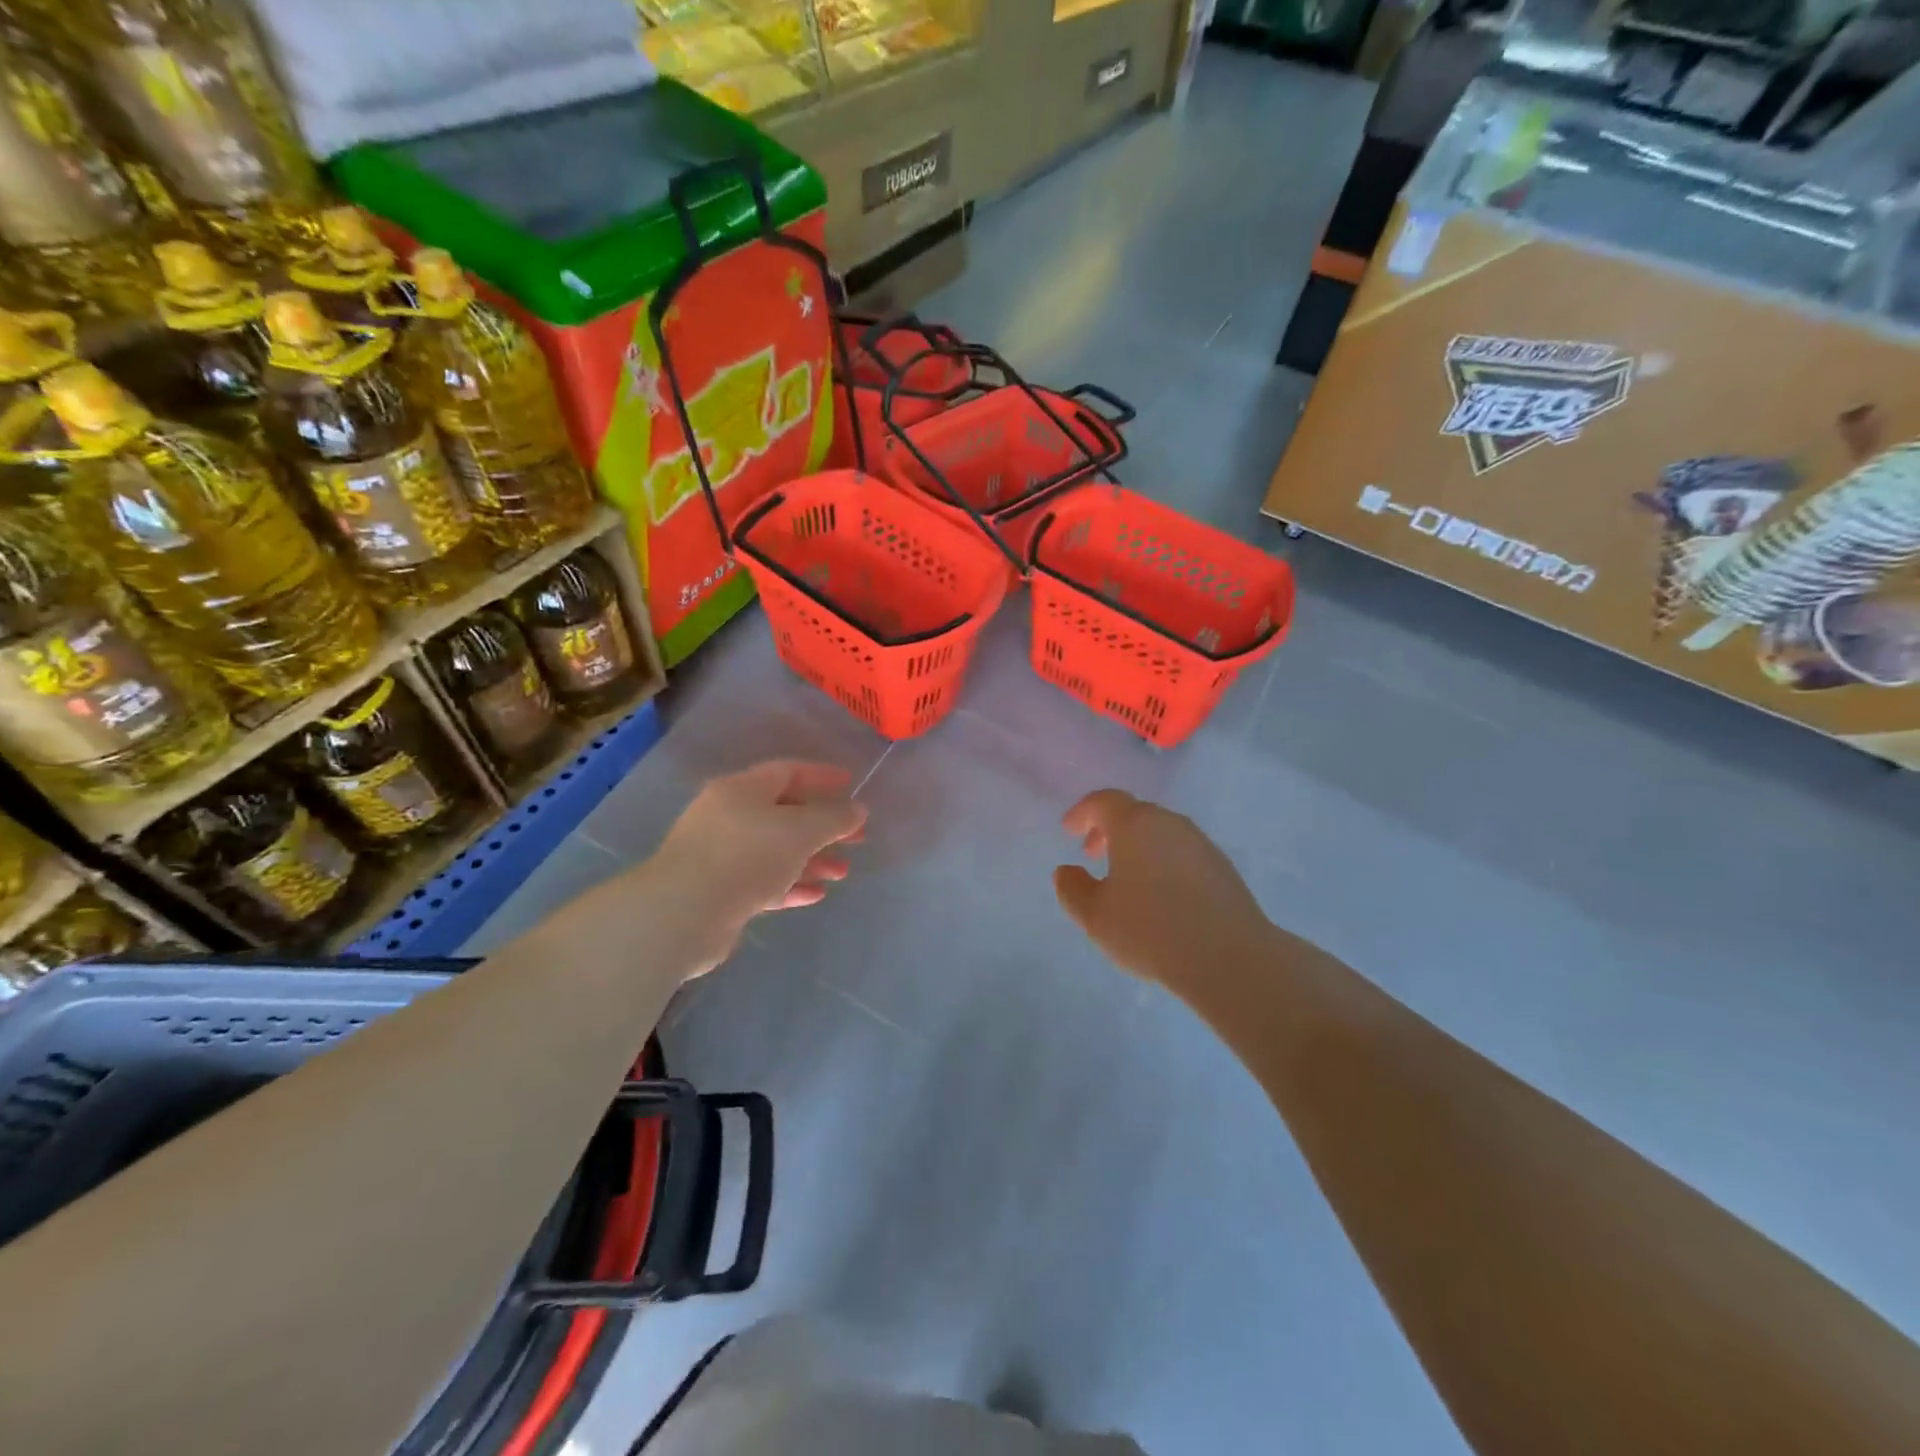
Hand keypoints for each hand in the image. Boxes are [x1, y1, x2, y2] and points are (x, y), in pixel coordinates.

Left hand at [644, 761, 866, 974]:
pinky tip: (816, 895)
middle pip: (784, 814)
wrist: (683, 913)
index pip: (788, 771)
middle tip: (857, 838)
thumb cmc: (746, 856)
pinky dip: (790, 885)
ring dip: (811, 859)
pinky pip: (762, 882)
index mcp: (742, 790)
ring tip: (842, 872)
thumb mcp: (800, 831)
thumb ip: (833, 818)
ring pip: (775, 851)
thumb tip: (857, 809)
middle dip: (823, 826)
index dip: (821, 776)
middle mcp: (728, 816)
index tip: (850, 784)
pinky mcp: (718, 891)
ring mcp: (720, 855)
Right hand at [1054, 790, 1271, 989]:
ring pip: (1160, 832)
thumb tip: (1067, 871)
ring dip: (1138, 846)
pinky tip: (1161, 896)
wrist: (1228, 958)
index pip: (1103, 801)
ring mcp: (1200, 843)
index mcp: (1135, 825)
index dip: (1082, 813)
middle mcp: (1169, 823)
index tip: (1068, 831)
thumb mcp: (1095, 916)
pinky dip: (1163, 861)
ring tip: (1126, 880)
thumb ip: (1072, 889)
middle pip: (1134, 813)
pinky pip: (1182, 852)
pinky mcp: (1222, 867)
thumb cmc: (1150, 931)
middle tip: (1093, 855)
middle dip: (1109, 830)